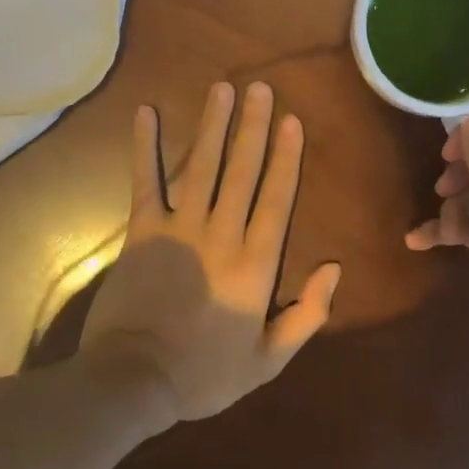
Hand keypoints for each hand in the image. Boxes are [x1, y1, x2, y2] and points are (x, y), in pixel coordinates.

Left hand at [81, 81, 339, 421]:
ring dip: (213, 125)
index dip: (285, 157)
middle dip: (253, 127)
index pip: (276, 199)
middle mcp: (222, 234)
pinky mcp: (142, 230)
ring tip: (223, 88)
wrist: (133, 381)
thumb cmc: (204, 373)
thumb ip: (307, 315)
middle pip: (242, 171)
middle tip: (261, 88)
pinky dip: (146, 146)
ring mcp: (180, 228)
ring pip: (202, 166)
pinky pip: (146, 181)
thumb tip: (334, 268)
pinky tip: (147, 113)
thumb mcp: (268, 360)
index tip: (292, 120)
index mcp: (255, 263)